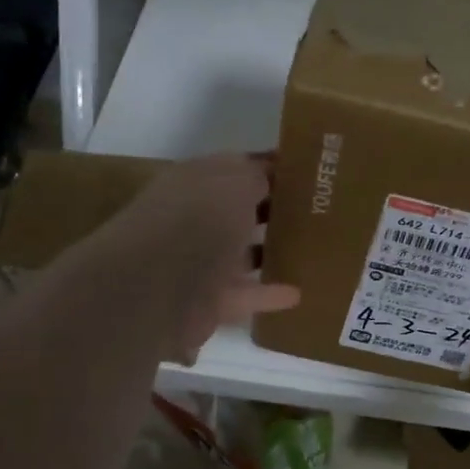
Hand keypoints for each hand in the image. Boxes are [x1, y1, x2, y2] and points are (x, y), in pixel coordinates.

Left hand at [106, 154, 300, 360]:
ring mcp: (197, 261)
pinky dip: (267, 294)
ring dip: (267, 251)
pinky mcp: (205, 300)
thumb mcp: (236, 183)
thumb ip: (257, 177)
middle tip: (315, 210)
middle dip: (270, 209)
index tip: (306, 172)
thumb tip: (270, 178)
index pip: (236, 167)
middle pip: (238, 210)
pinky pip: (244, 294)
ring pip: (240, 252)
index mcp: (195, 182)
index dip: (269, 167)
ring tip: (309, 250)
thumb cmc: (198, 220)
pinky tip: (297, 293)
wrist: (155, 287)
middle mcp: (194, 218)